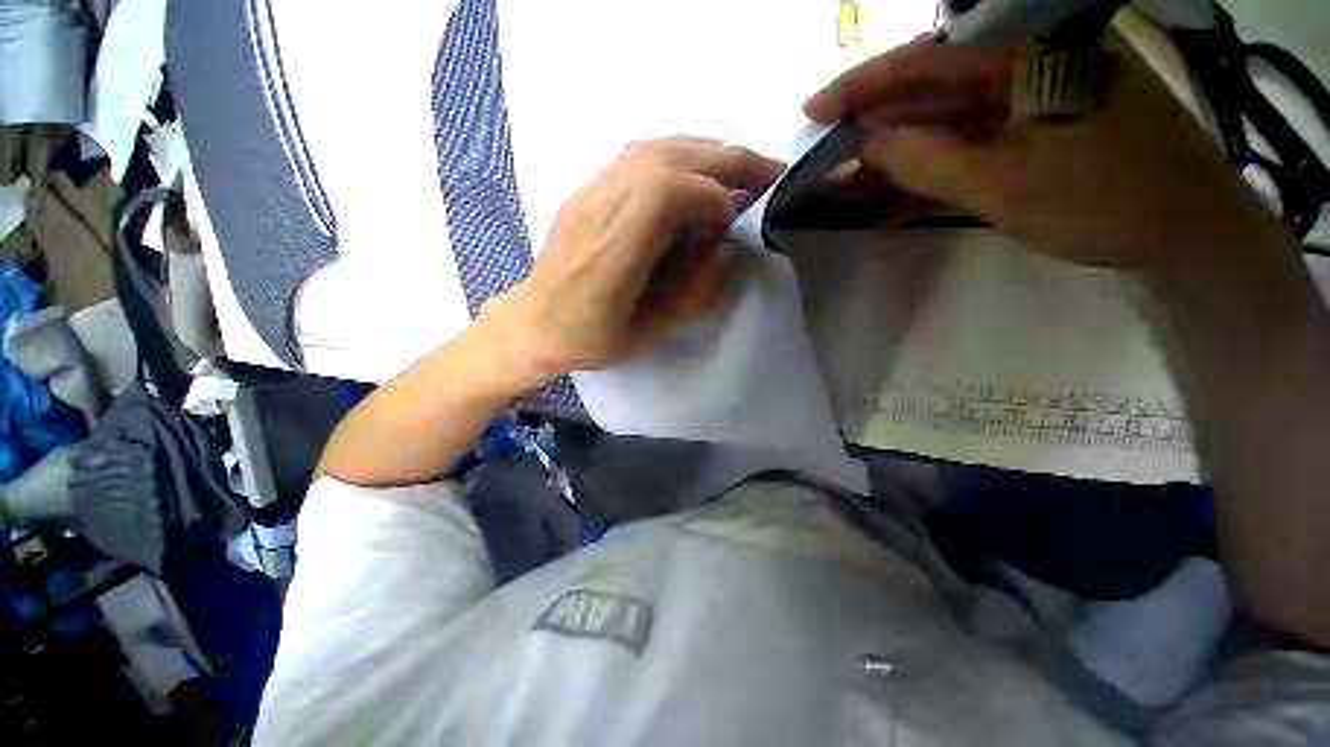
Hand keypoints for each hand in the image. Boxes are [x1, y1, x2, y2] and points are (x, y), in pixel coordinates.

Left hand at [479, 137, 782, 387]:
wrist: (537, 322)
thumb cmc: (594, 337)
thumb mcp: (652, 329)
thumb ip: (696, 289)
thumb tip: (729, 247)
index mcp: (613, 252)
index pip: (668, 192)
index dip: (713, 199)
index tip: (736, 222)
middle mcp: (600, 207)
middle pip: (668, 158)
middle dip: (727, 162)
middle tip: (769, 173)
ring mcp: (590, 190)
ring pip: (657, 147)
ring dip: (707, 152)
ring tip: (741, 171)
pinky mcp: (588, 187)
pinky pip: (641, 154)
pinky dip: (681, 155)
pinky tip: (698, 173)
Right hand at [804, 37, 1286, 270]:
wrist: (1184, 232)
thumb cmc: (1104, 200)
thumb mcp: (1004, 184)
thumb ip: (928, 160)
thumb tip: (867, 144)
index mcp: (1025, 56)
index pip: (925, 60)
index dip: (862, 86)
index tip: (813, 112)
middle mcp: (1023, 67)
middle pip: (929, 93)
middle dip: (872, 129)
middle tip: (825, 159)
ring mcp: (1027, 103)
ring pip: (942, 125)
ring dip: (893, 158)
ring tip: (845, 188)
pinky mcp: (1030, 136)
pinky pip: (965, 148)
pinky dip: (926, 175)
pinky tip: (890, 202)